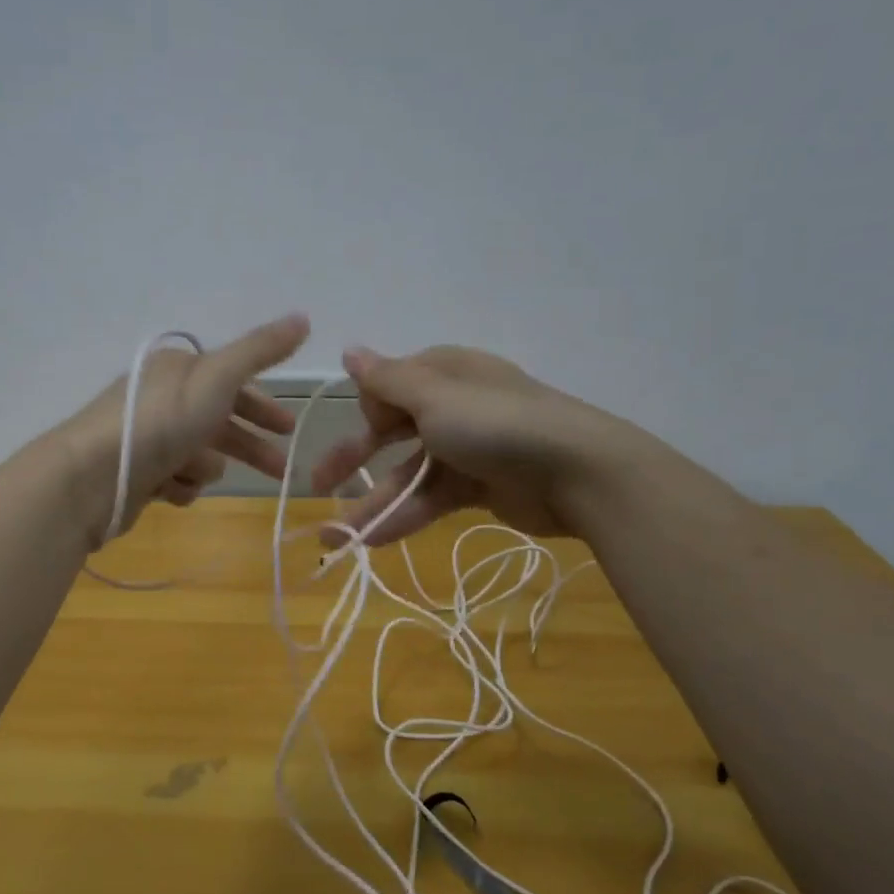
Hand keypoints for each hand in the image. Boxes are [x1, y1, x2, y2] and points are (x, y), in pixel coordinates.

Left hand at [59, 314, 310, 546]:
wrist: (95, 474)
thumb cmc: (162, 420)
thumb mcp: (218, 377)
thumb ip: (260, 350)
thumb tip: (304, 317)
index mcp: (180, 370)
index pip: (232, 383)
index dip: (263, 406)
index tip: (289, 429)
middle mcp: (162, 398)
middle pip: (220, 423)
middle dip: (249, 447)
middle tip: (281, 471)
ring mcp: (148, 437)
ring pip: (198, 456)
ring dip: (203, 467)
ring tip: (193, 474)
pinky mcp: (137, 473)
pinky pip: (175, 481)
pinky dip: (178, 486)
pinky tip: (170, 489)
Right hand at [309, 345, 608, 546]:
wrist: (576, 472)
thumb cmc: (497, 424)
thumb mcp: (434, 396)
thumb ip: (385, 380)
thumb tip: (349, 351)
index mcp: (443, 373)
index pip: (388, 388)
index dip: (369, 411)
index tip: (370, 428)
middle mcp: (452, 407)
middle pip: (390, 433)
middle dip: (353, 460)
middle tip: (316, 486)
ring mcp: (466, 449)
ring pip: (406, 475)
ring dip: (372, 504)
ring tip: (333, 539)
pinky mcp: (477, 487)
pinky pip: (429, 499)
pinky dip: (402, 517)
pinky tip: (370, 542)